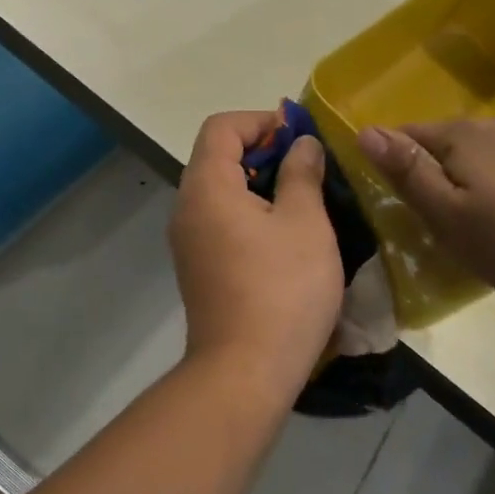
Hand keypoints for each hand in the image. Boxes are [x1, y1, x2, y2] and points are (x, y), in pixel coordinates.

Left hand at [170, 111, 345, 404]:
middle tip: (307, 167)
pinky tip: (284, 235)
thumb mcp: (305, 223)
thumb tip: (302, 145)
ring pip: (220, 190)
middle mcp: (187, 207)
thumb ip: (301, 174)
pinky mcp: (197, 267)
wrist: (244, 372)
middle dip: (263, 151)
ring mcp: (188, 240)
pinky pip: (219, 219)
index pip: (221, 127)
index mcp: (206, 186)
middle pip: (217, 155)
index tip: (299, 137)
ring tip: (302, 199)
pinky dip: (248, 211)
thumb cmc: (281, 289)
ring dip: (259, 183)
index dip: (261, 121)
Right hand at [357, 118, 494, 309]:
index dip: (393, 164)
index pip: (408, 135)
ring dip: (470, 183)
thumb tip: (365, 131)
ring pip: (482, 158)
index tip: (395, 202)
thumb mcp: (449, 216)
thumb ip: (407, 173)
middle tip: (435, 223)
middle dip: (433, 175)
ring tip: (477, 226)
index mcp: (462, 136)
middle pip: (446, 145)